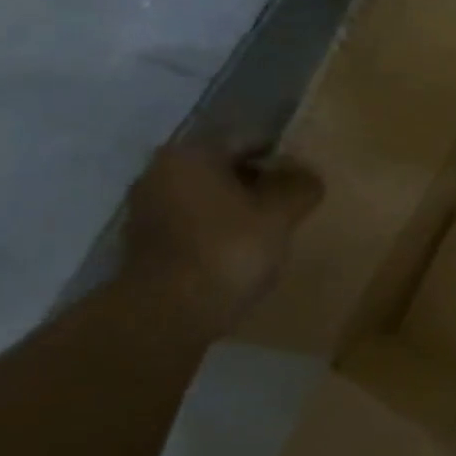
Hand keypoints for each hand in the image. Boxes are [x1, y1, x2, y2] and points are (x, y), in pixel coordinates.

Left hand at [120, 142, 322, 334]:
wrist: (168, 313)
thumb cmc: (227, 251)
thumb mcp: (279, 216)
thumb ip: (299, 188)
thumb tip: (310, 175)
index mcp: (191, 154)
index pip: (248, 141)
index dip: (282, 157)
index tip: (305, 178)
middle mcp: (161, 172)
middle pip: (224, 169)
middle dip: (258, 184)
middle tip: (291, 204)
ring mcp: (147, 208)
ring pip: (208, 198)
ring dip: (238, 208)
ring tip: (270, 230)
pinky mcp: (145, 243)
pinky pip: (194, 224)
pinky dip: (217, 230)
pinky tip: (242, 251)